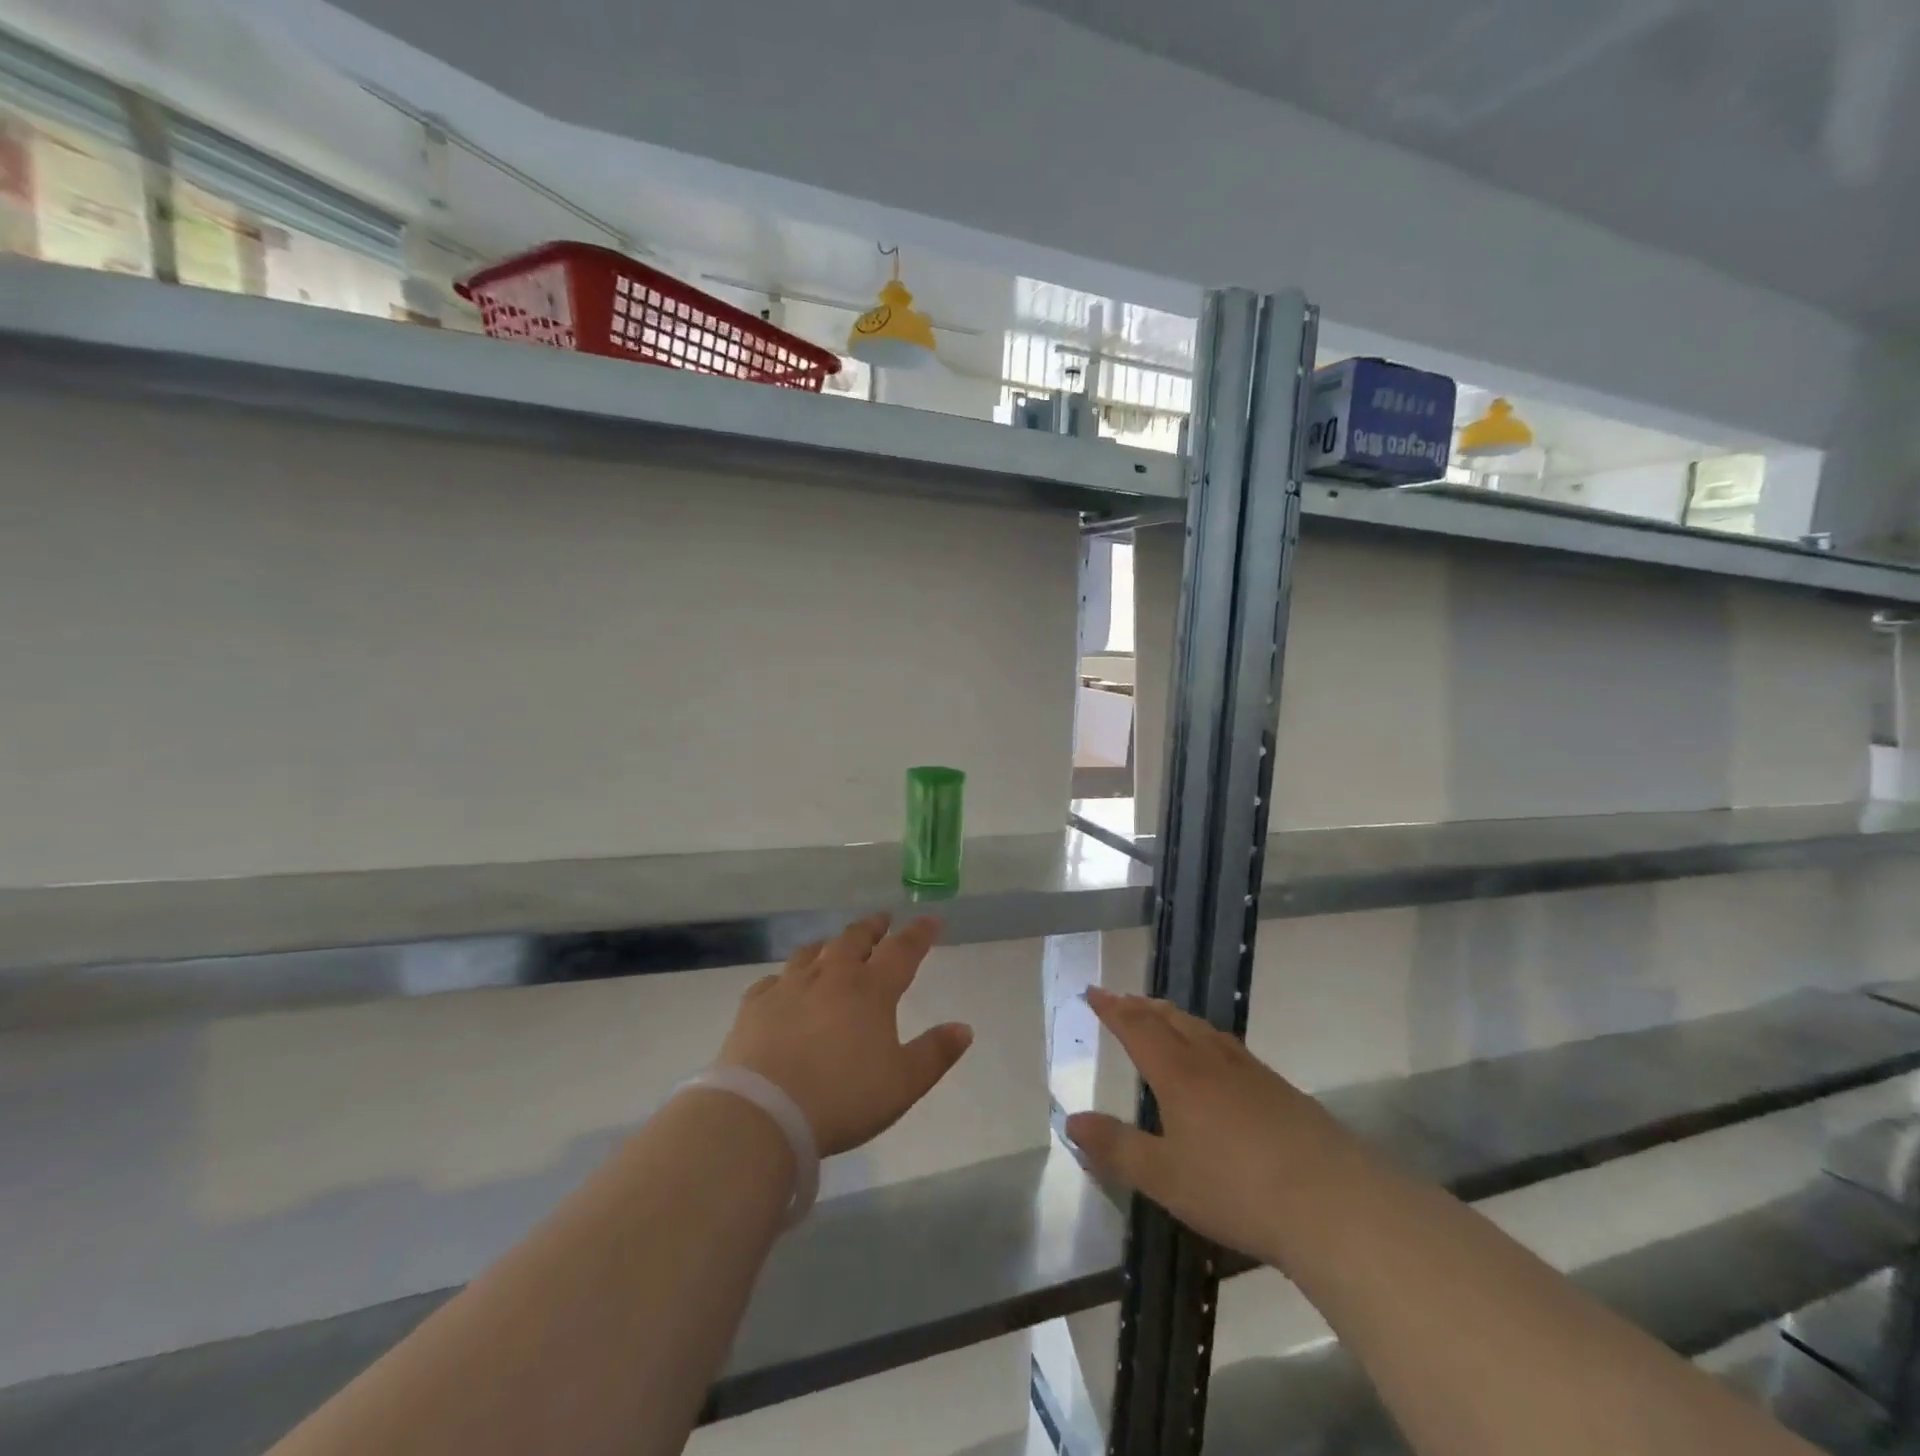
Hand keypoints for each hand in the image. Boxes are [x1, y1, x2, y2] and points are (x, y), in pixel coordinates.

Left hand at [718, 914, 973, 1156]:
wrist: (764, 1112)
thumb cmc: (843, 1098)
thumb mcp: (903, 1083)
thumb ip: (935, 1053)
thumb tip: (964, 1028)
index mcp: (871, 990)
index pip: (902, 950)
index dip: (920, 933)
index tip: (931, 919)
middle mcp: (831, 977)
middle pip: (855, 939)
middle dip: (873, 927)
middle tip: (882, 921)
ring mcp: (789, 987)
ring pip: (812, 952)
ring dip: (829, 944)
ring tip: (835, 945)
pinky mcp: (756, 1005)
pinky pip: (773, 980)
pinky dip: (785, 977)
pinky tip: (783, 985)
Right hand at [1065, 988, 1349, 1266]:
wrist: (1332, 1202)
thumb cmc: (1236, 1189)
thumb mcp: (1165, 1177)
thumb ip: (1117, 1147)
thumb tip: (1071, 1121)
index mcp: (1178, 1074)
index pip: (1137, 1028)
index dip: (1113, 1009)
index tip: (1093, 991)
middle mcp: (1211, 1062)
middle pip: (1172, 1020)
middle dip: (1142, 1007)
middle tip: (1123, 999)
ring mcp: (1251, 1073)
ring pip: (1204, 1031)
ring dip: (1176, 1018)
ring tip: (1164, 1016)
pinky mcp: (1281, 1091)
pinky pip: (1231, 1048)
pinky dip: (1208, 1038)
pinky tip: (1219, 1058)